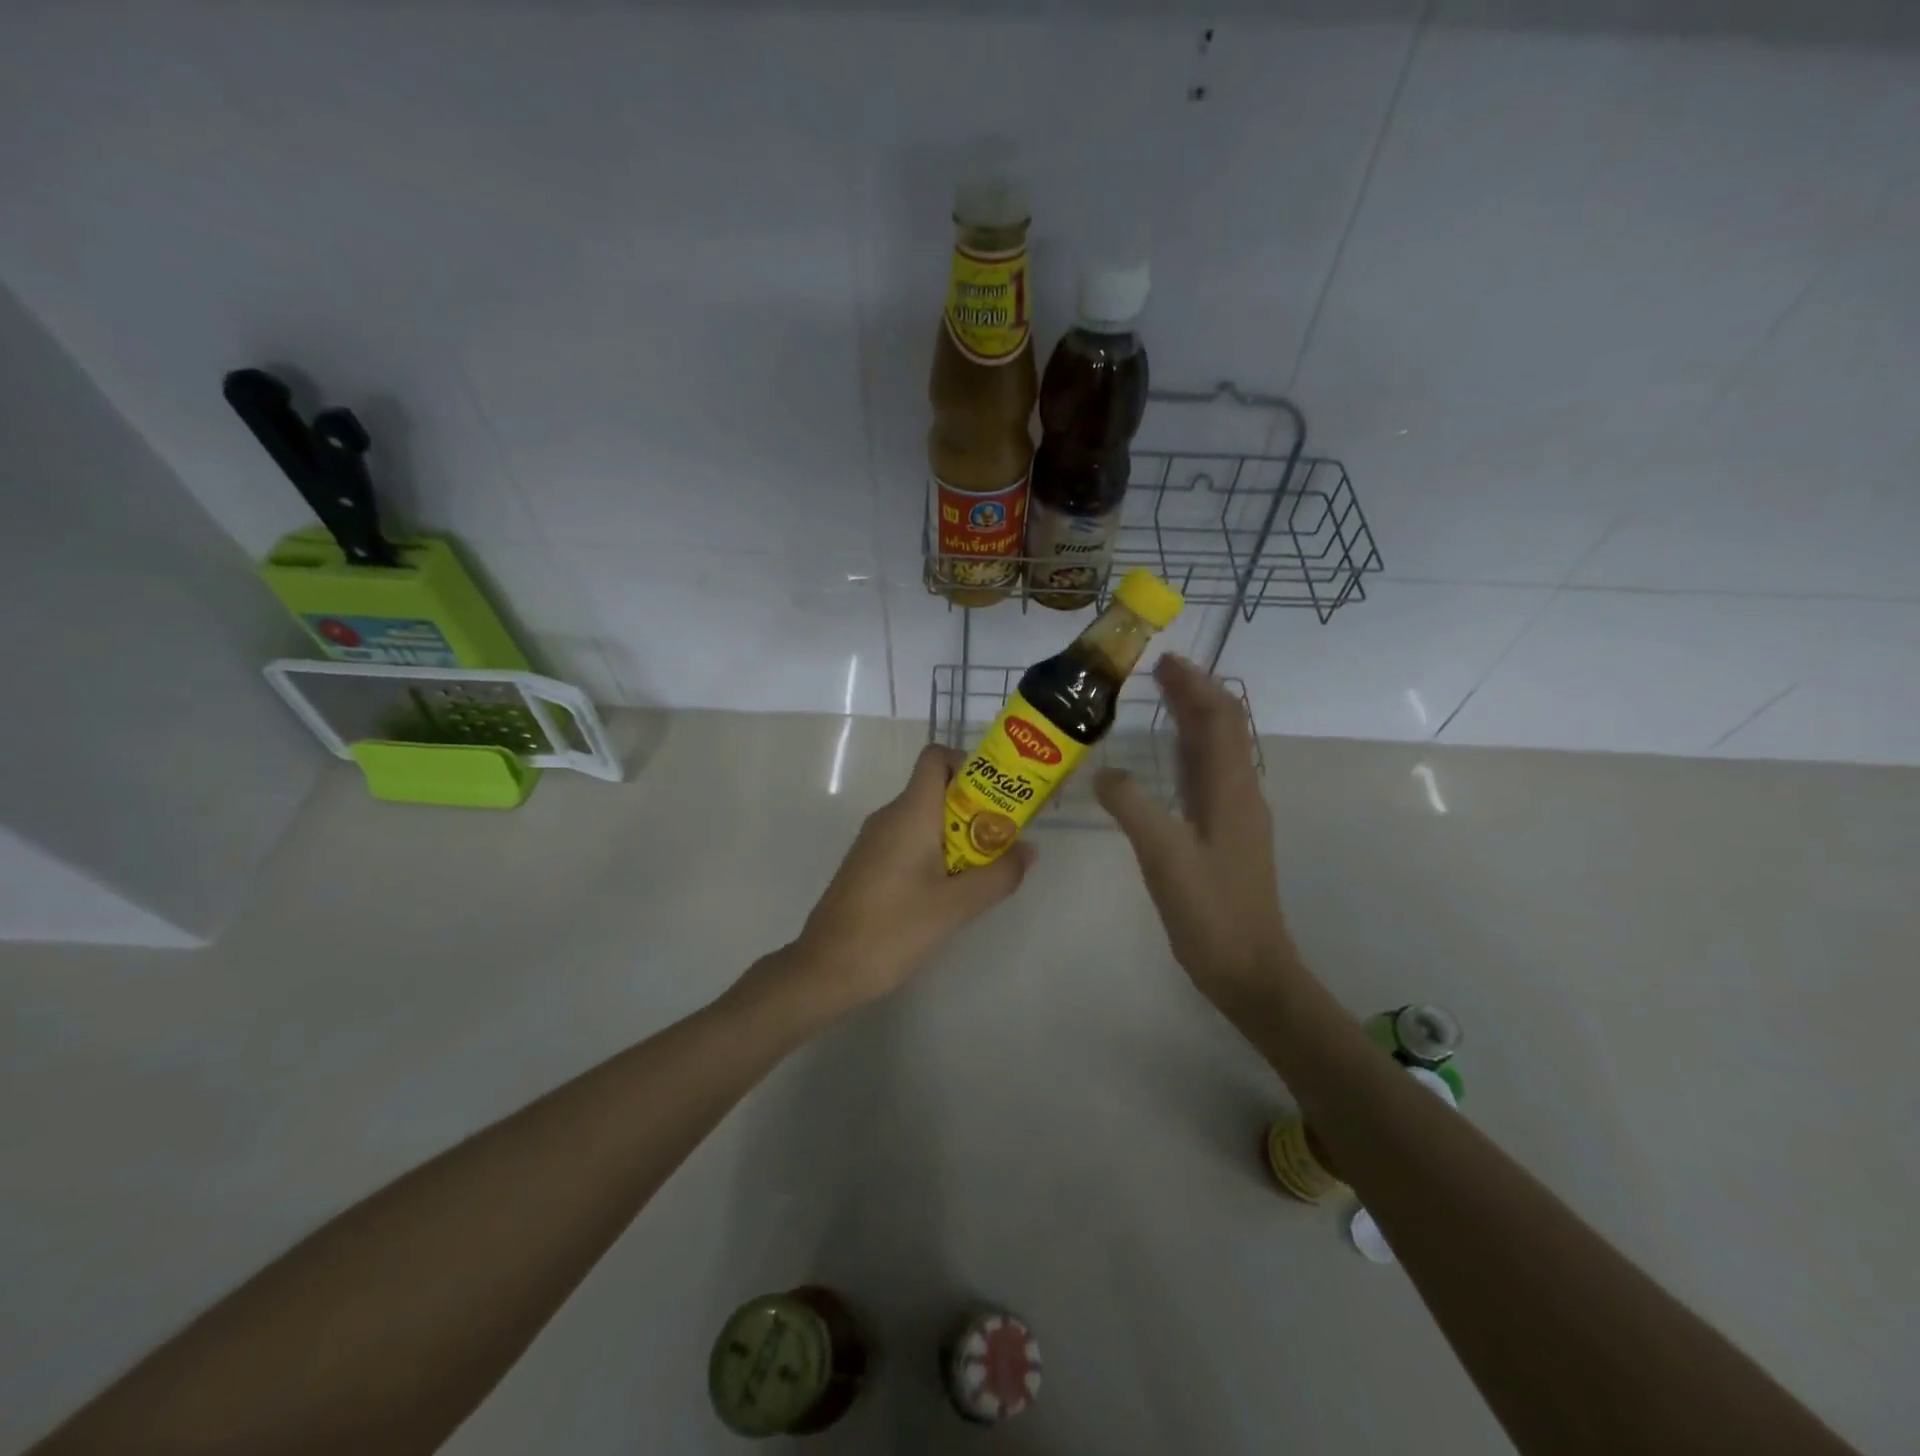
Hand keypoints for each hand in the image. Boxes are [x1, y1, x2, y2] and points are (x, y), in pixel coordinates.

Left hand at [772, 744, 1037, 1019]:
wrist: (827, 968)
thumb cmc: (893, 929)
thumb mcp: (956, 906)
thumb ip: (998, 874)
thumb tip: (1028, 849)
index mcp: (910, 812)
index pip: (935, 758)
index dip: (968, 765)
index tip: (996, 799)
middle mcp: (889, 816)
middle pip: (936, 789)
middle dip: (974, 809)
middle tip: (1002, 842)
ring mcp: (874, 841)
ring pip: (924, 819)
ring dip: (957, 836)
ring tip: (982, 871)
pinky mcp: (868, 864)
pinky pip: (908, 841)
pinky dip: (935, 853)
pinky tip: (947, 892)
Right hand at [1095, 656, 1297, 1008]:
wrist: (1248, 969)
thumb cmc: (1210, 911)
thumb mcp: (1164, 855)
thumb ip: (1132, 806)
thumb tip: (1104, 770)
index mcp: (1232, 790)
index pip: (1220, 719)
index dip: (1196, 685)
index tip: (1165, 661)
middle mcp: (1239, 793)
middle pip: (1222, 728)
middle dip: (1193, 695)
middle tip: (1155, 673)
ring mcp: (1235, 815)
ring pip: (1216, 752)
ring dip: (1192, 721)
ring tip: (1160, 701)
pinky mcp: (1225, 835)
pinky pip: (1207, 778)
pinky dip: (1188, 753)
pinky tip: (1166, 760)